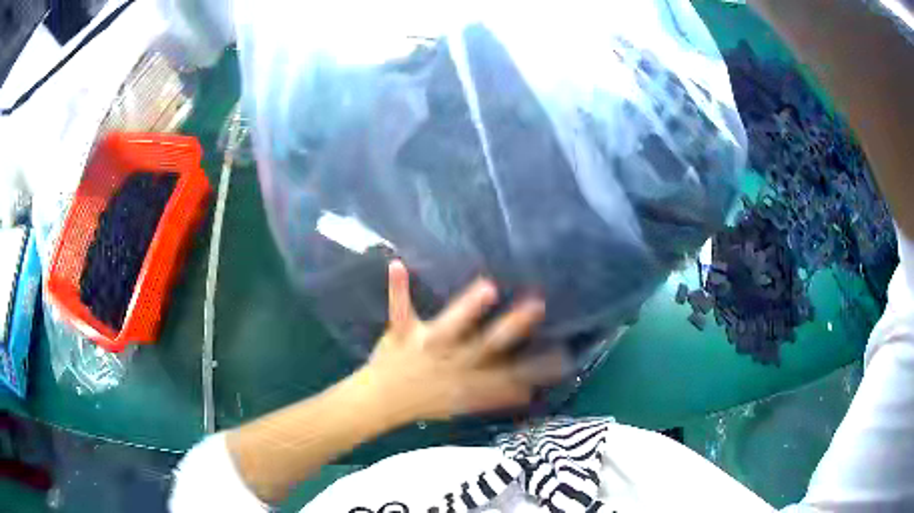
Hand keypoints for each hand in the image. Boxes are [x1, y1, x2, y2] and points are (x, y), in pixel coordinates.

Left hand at [357, 261, 567, 422]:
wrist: (382, 401)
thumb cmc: (427, 400)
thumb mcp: (465, 403)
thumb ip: (497, 396)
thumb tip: (530, 392)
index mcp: (469, 378)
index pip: (510, 373)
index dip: (537, 368)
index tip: (565, 355)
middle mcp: (454, 360)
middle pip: (487, 344)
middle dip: (513, 328)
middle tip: (537, 306)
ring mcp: (428, 346)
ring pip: (451, 326)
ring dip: (467, 308)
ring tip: (488, 286)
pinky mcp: (403, 333)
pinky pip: (400, 309)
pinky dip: (398, 289)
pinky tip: (397, 265)